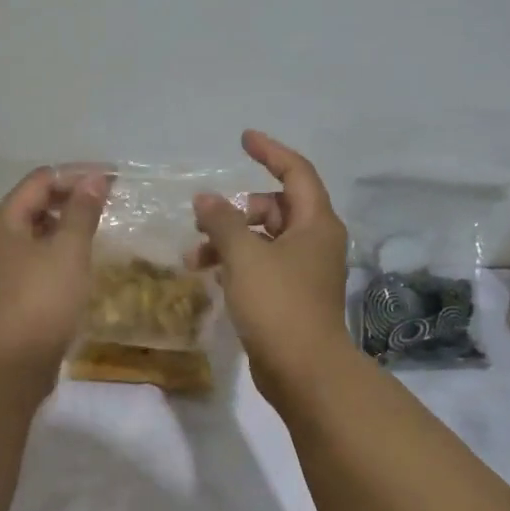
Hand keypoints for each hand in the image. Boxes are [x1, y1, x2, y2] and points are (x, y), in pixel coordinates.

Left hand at [0, 166, 108, 381]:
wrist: (14, 362)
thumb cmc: (43, 300)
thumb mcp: (69, 250)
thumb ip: (82, 210)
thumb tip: (94, 178)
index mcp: (1, 221)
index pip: (40, 180)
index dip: (77, 174)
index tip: (112, 179)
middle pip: (31, 204)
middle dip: (69, 198)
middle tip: (106, 203)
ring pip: (30, 234)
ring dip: (61, 226)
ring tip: (94, 230)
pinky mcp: (2, 294)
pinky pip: (29, 259)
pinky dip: (52, 252)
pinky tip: (74, 263)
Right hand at [193, 130, 350, 402]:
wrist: (303, 370)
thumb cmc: (278, 304)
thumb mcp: (244, 256)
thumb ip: (222, 221)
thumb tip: (205, 199)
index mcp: (315, 224)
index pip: (296, 172)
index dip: (270, 152)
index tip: (243, 140)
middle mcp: (314, 242)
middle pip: (275, 207)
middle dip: (237, 210)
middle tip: (203, 219)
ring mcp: (304, 271)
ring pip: (263, 239)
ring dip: (229, 240)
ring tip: (194, 256)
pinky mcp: (290, 297)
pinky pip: (261, 265)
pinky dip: (236, 263)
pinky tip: (210, 276)